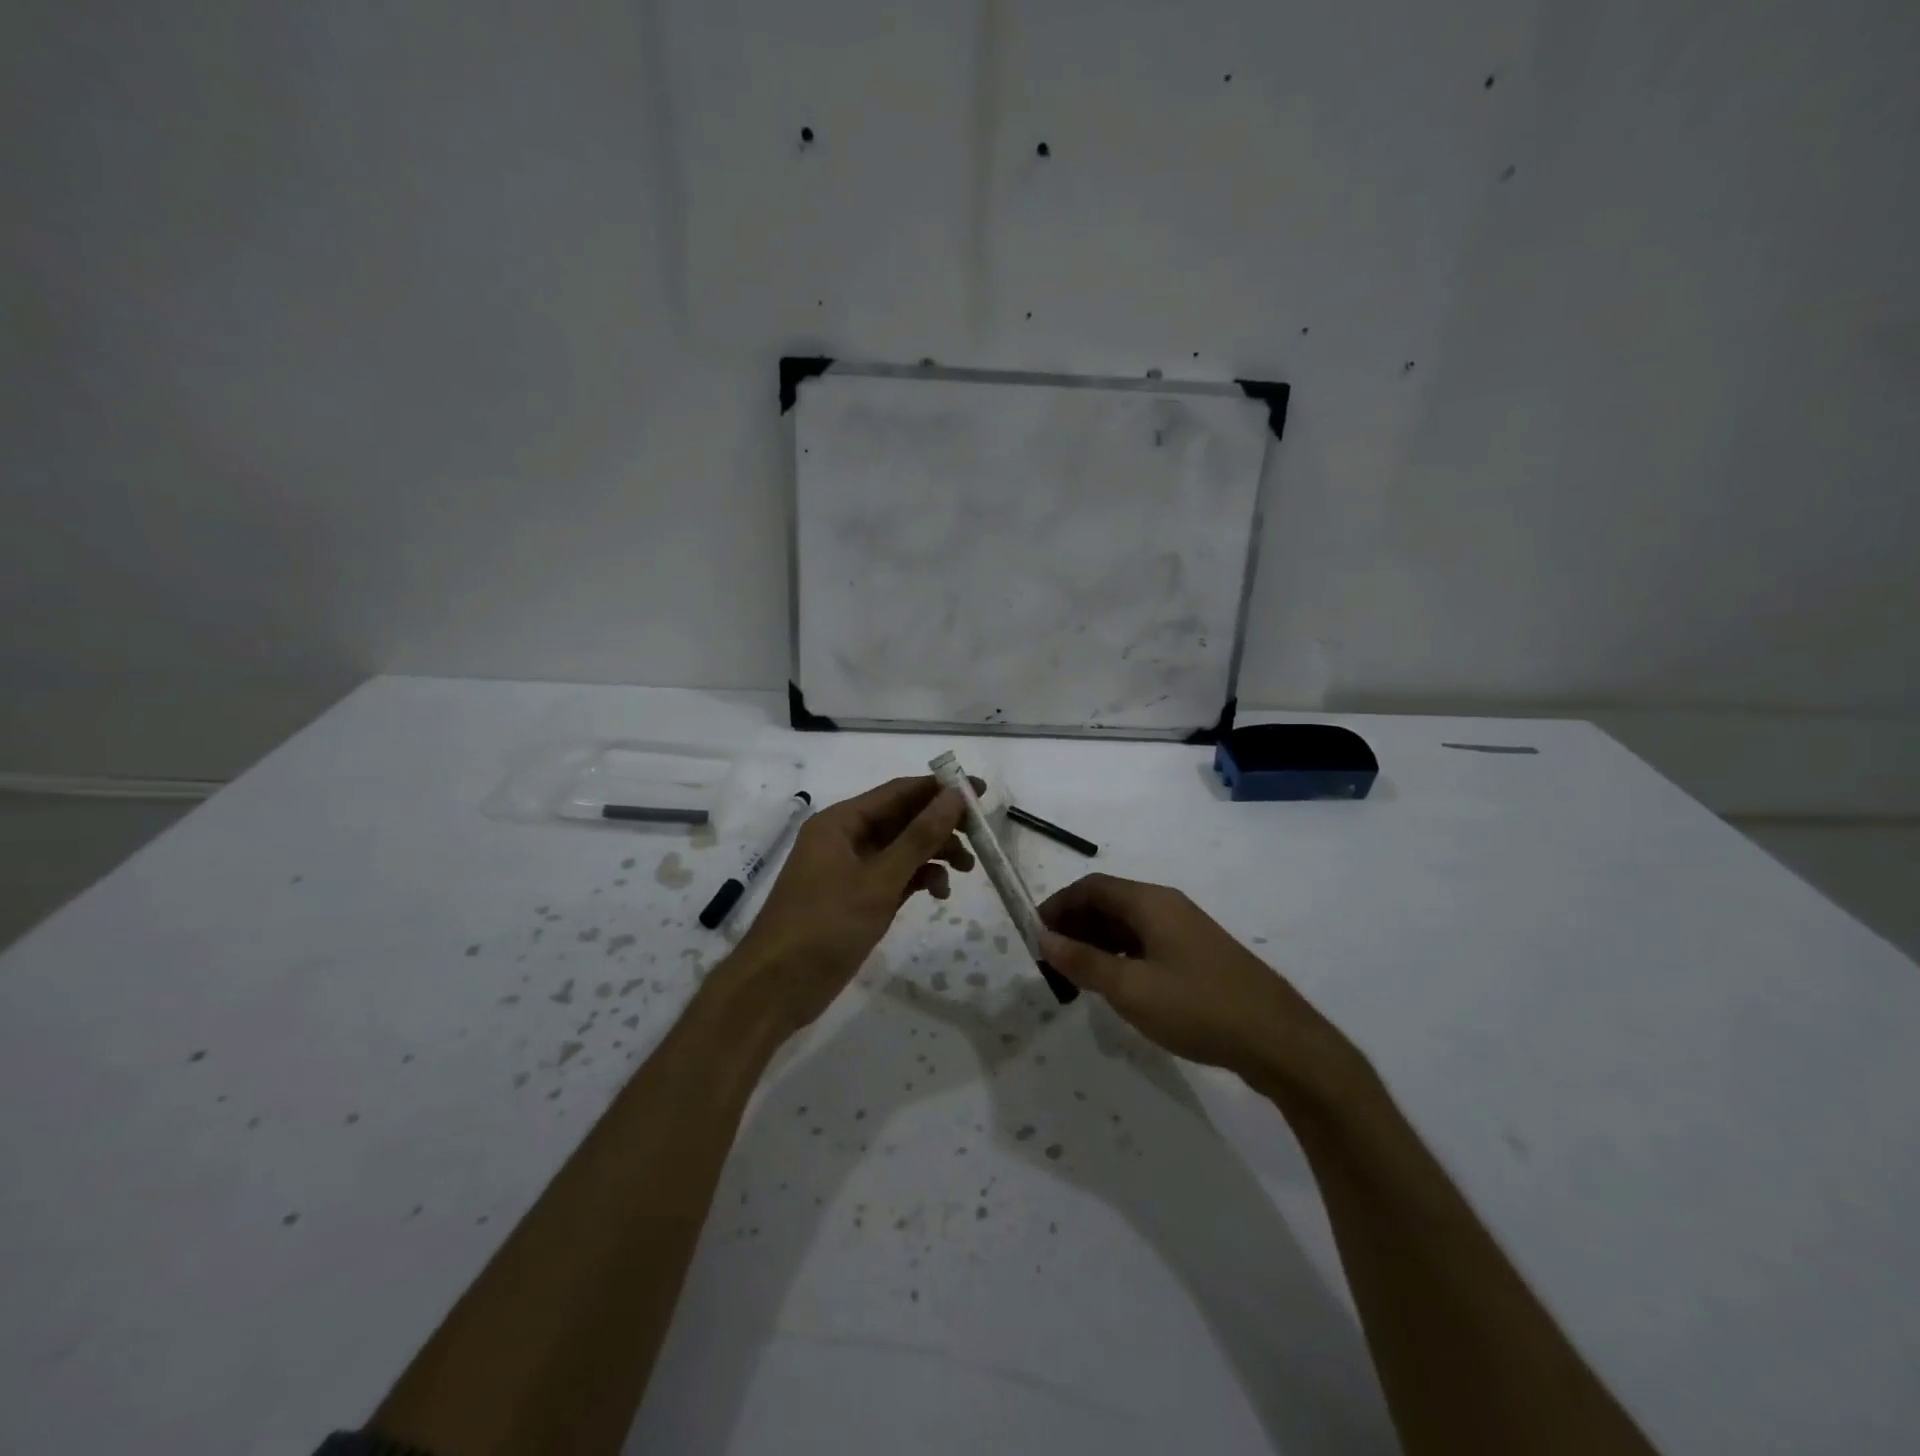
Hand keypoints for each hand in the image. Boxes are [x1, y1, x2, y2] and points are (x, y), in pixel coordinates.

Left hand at [730, 776, 976, 1032]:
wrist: (776, 988)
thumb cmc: (824, 926)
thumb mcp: (878, 881)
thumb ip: (919, 838)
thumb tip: (954, 796)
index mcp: (841, 822)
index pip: (899, 792)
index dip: (940, 789)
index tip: (980, 792)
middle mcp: (846, 838)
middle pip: (903, 819)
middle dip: (941, 825)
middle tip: (981, 834)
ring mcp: (850, 869)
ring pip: (902, 849)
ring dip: (934, 854)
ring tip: (967, 868)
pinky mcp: (856, 897)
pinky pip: (895, 876)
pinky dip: (918, 879)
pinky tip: (939, 893)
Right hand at [1038, 873, 1355, 1099]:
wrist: (1278, 1040)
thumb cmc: (1197, 1006)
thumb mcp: (1130, 988)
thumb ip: (1083, 961)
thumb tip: (1044, 938)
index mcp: (1150, 902)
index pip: (1092, 887)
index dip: (1059, 905)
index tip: (1035, 934)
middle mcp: (1168, 906)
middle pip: (1110, 902)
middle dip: (1076, 925)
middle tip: (1052, 960)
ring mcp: (1187, 931)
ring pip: (1129, 925)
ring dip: (1098, 942)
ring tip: (1077, 976)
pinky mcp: (1200, 956)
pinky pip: (1148, 944)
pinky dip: (1122, 955)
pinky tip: (1117, 985)